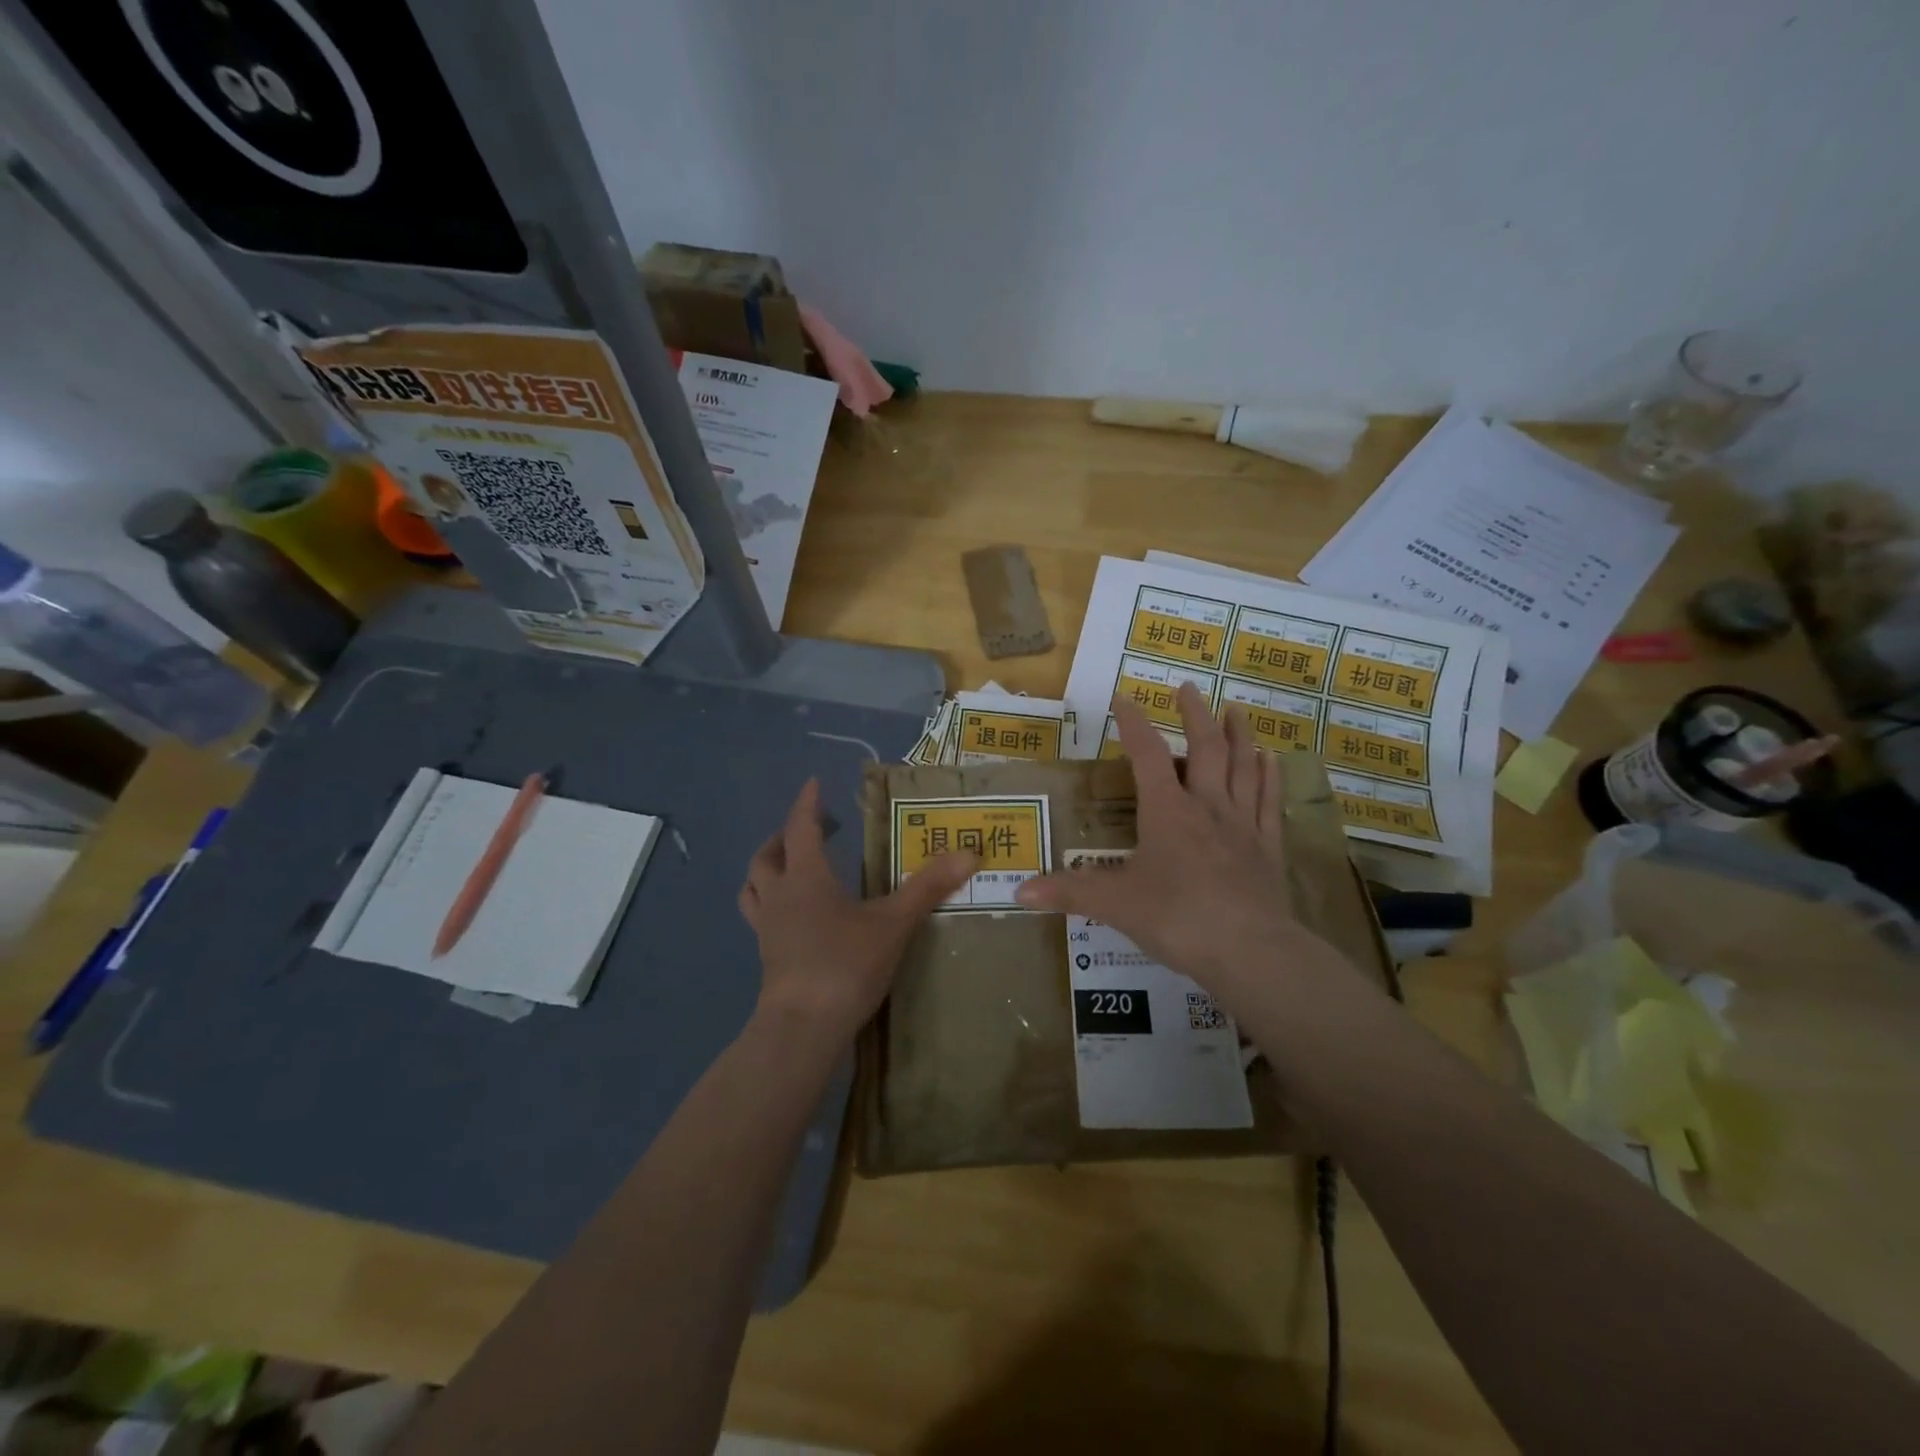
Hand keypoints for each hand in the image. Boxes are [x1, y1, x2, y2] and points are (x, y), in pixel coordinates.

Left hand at [739, 779, 976, 1044]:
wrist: (803, 1028)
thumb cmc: (846, 965)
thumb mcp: (893, 923)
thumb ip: (928, 887)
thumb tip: (968, 852)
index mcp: (806, 877)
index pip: (800, 828)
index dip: (807, 804)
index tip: (814, 784)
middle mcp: (779, 896)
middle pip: (767, 855)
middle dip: (785, 836)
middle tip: (811, 831)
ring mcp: (767, 928)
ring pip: (754, 886)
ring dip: (768, 869)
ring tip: (790, 868)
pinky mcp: (766, 956)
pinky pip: (760, 917)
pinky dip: (771, 903)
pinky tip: (795, 917)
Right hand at [1015, 686, 1342, 998]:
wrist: (1249, 951)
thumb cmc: (1177, 918)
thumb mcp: (1115, 904)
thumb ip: (1069, 893)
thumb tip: (1019, 892)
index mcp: (1167, 811)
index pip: (1147, 754)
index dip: (1134, 723)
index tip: (1124, 697)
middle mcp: (1207, 806)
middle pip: (1204, 748)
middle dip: (1193, 714)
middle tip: (1187, 687)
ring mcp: (1243, 824)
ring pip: (1243, 766)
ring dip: (1238, 734)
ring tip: (1234, 709)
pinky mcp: (1268, 848)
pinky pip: (1270, 801)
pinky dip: (1269, 776)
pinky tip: (1271, 758)